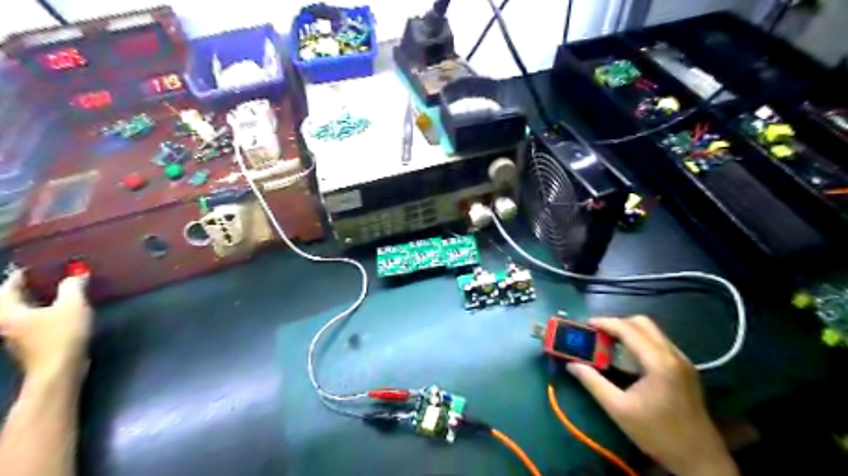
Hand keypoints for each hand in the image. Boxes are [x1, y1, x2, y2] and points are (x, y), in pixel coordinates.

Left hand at [1, 270, 90, 377]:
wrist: (59, 370)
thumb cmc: (62, 335)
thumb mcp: (73, 305)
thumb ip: (73, 287)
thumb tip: (77, 274)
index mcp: (8, 310)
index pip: (9, 286)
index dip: (22, 275)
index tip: (35, 267)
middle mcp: (4, 322)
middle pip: (10, 300)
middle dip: (25, 289)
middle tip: (43, 278)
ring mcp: (13, 336)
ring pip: (18, 312)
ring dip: (32, 301)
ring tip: (51, 293)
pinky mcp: (27, 345)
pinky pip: (28, 322)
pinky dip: (38, 313)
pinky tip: (55, 313)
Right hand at [568, 317, 735, 475]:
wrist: (700, 460)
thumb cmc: (657, 434)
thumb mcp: (618, 409)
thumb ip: (593, 382)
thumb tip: (571, 364)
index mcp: (658, 362)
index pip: (628, 329)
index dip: (605, 323)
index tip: (586, 324)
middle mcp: (673, 355)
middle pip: (643, 323)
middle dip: (618, 323)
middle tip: (598, 334)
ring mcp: (683, 361)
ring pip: (653, 331)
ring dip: (629, 331)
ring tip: (609, 343)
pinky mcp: (686, 369)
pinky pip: (659, 343)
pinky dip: (641, 341)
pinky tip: (628, 357)